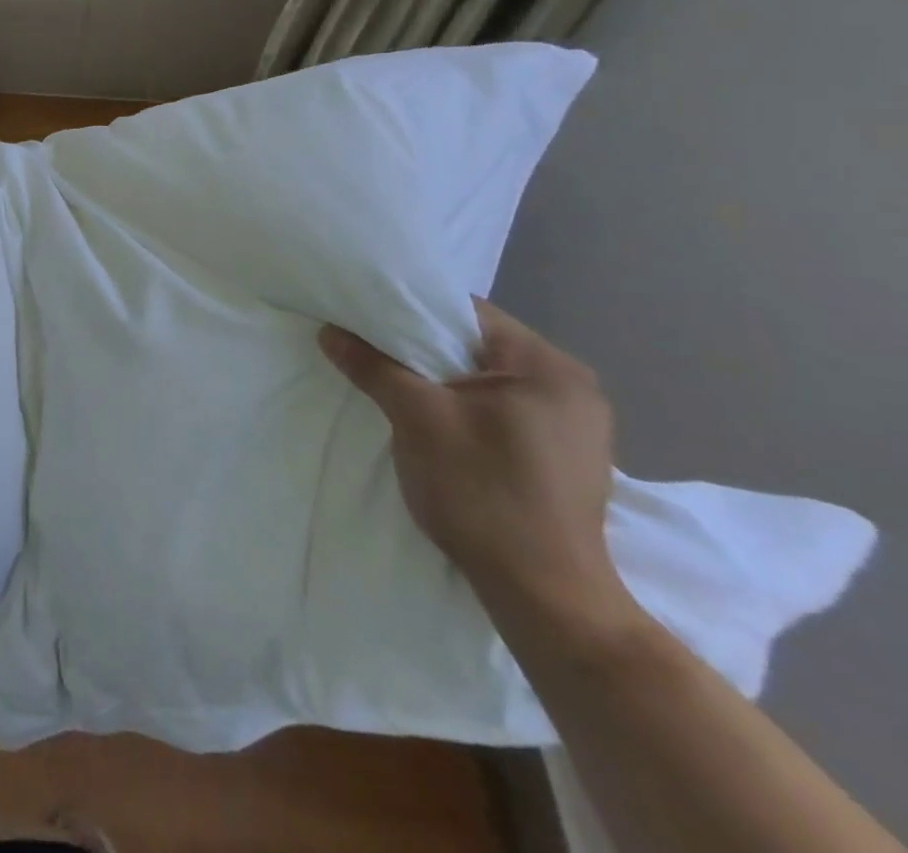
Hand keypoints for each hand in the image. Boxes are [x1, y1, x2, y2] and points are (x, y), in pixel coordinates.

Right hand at [318, 300, 635, 631]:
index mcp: (548, 366)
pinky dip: (467, 410)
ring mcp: (577, 427)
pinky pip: (504, 411)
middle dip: (424, 349)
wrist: (546, 597)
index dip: (411, 310)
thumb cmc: (483, 491)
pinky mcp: (567, 459)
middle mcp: (573, 387)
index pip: (467, 313)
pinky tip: (439, 427)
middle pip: (478, 346)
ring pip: (488, 381)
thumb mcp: (416, 418)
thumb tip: (330, 330)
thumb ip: (373, 366)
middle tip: (374, 354)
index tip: (367, 321)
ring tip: (399, 389)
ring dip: (444, 382)